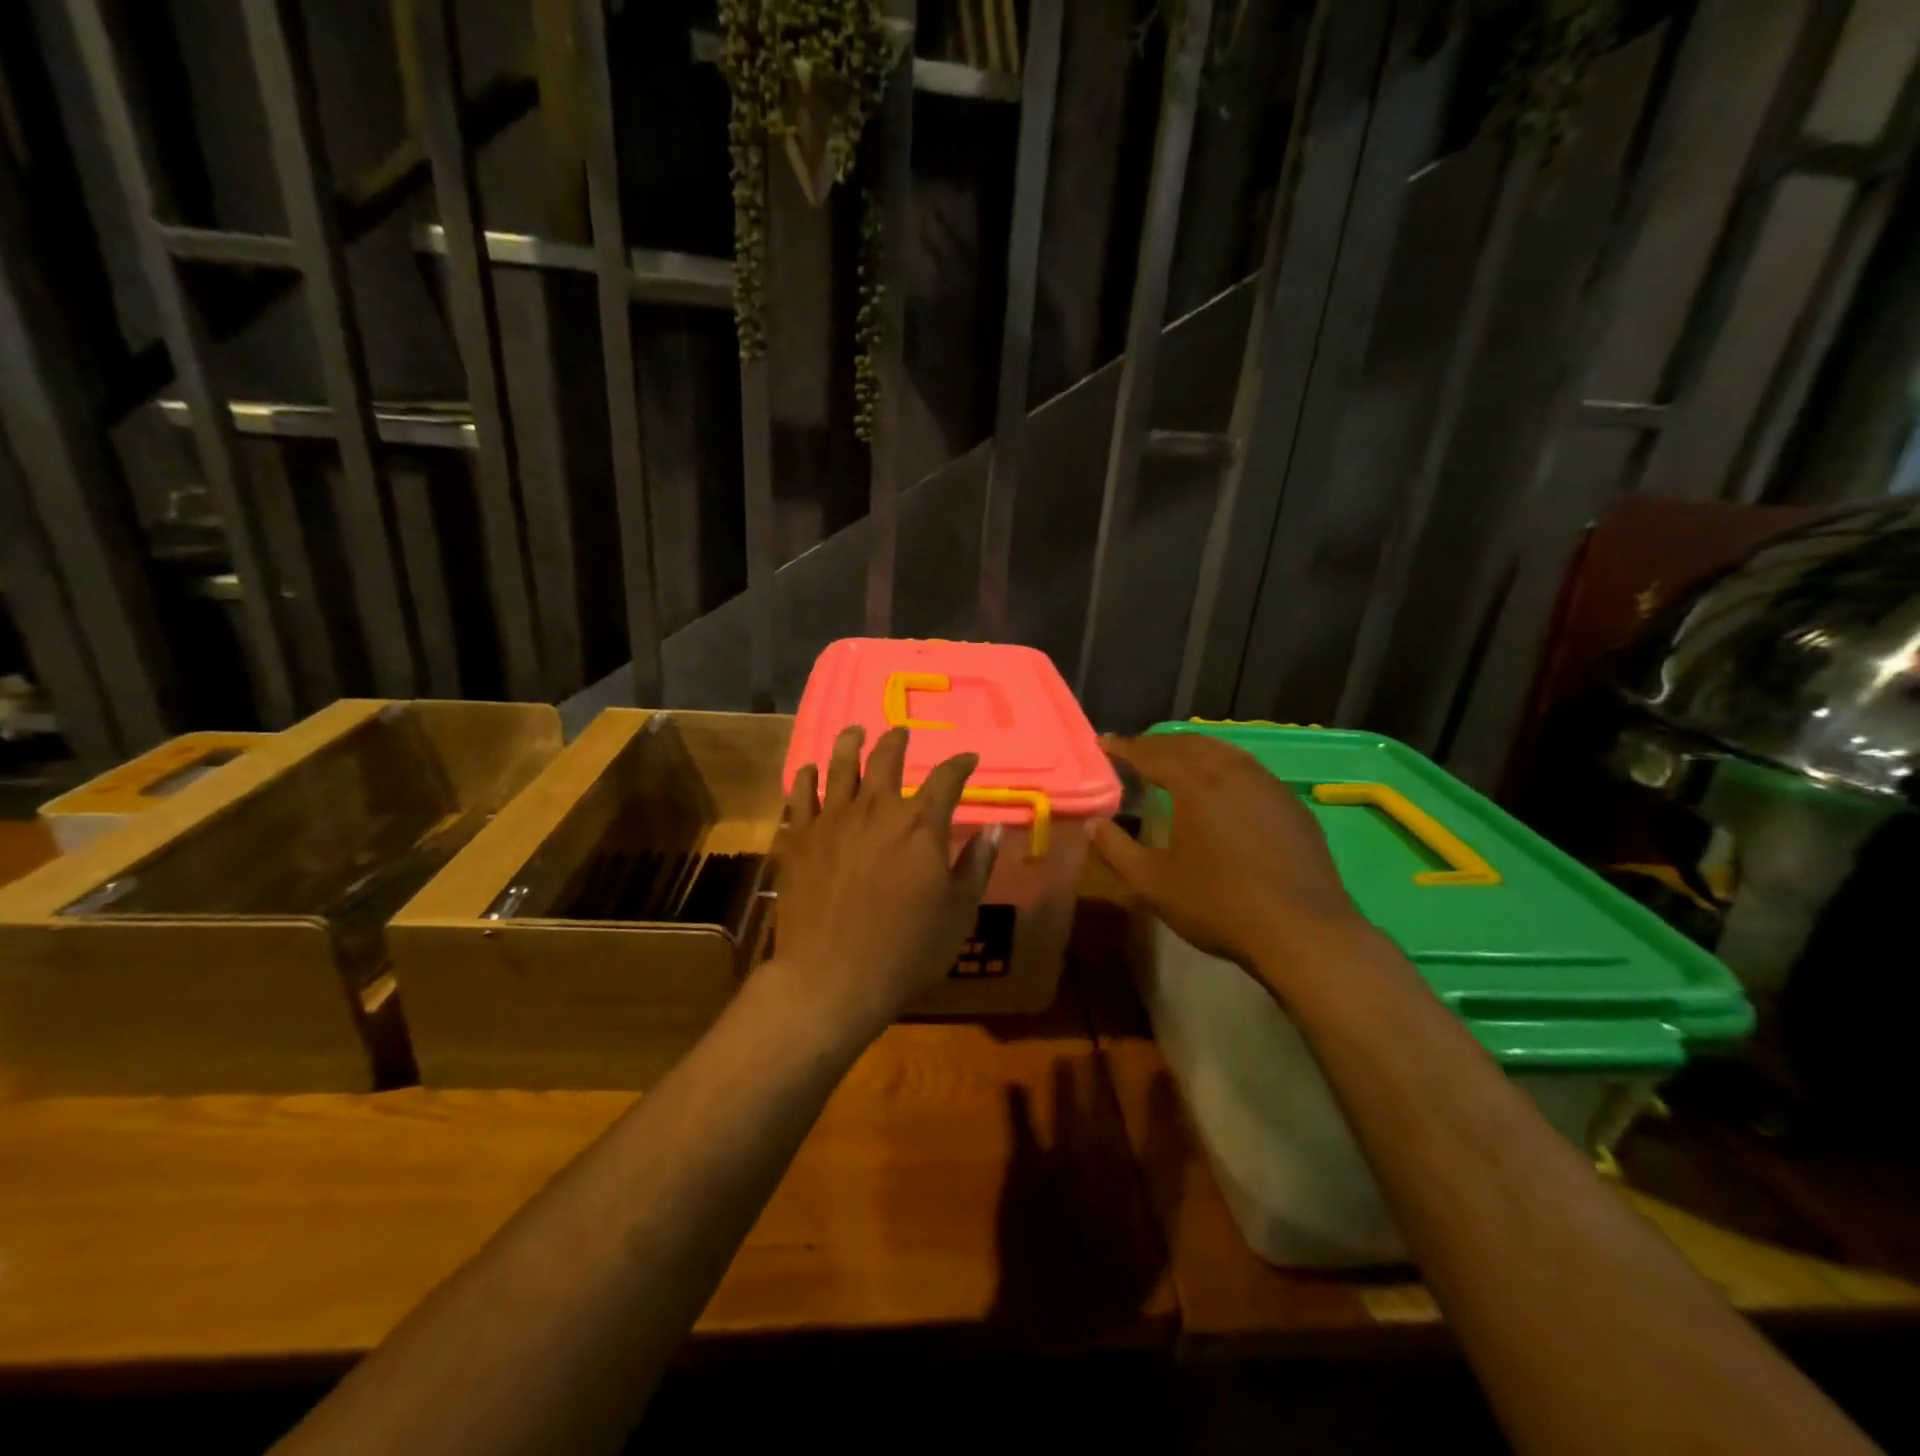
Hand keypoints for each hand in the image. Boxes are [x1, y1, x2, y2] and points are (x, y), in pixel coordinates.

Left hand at [770, 724, 999, 1046]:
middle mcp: (877, 809)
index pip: (947, 778)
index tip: (968, 758)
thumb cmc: (905, 950)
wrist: (831, 978)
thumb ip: (975, 866)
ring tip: (855, 731)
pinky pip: (801, 795)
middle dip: (898, 740)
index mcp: (921, 825)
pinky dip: (807, 778)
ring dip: (850, 743)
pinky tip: (810, 770)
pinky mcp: (800, 838)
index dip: (960, 764)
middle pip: (888, 759)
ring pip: (841, 766)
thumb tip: (993, 830)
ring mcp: (833, 820)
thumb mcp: (957, 913)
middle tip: (901, 732)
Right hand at [1089, 733, 1371, 977]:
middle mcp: (1232, 773)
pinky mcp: (1291, 805)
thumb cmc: (1218, 905)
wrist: (1302, 931)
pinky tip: (1223, 785)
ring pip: (1224, 752)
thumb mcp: (1153, 883)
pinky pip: (1250, 770)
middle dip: (1158, 743)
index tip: (1104, 742)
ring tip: (1175, 758)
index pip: (1152, 754)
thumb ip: (1117, 849)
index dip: (1125, 747)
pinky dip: (1224, 765)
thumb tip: (1092, 824)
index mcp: (1195, 784)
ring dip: (1193, 750)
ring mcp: (1268, 786)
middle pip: (1189, 745)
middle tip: (1136, 749)